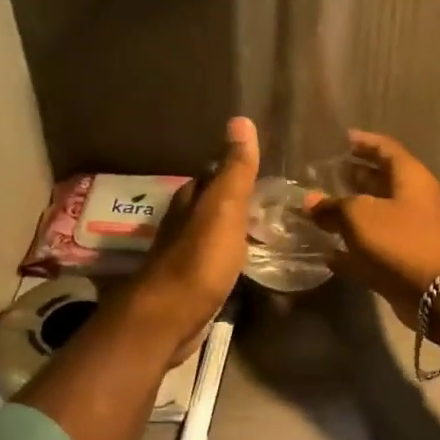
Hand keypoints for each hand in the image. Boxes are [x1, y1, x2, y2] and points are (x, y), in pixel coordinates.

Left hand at [130, 116, 259, 358]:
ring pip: (211, 236)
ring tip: (265, 231)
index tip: (261, 171)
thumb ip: (235, 171)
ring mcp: (184, 259)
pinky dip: (229, 260)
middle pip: (209, 207)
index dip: (232, 171)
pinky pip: (214, 264)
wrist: (168, 319)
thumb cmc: (198, 261)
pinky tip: (245, 265)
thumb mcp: (223, 209)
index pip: (210, 176)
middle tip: (271, 203)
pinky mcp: (190, 288)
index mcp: (189, 203)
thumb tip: (240, 120)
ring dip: (232, 232)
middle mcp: (182, 226)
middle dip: (234, 202)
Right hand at [305, 130, 439, 326]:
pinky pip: (371, 251)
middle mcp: (411, 201)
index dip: (363, 142)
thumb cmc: (403, 240)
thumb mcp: (361, 215)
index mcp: (409, 177)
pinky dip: (351, 251)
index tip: (341, 139)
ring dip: (347, 216)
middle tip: (321, 176)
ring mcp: (408, 234)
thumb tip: (310, 201)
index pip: (385, 149)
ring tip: (316, 212)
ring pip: (373, 219)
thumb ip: (333, 206)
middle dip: (352, 178)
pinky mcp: (401, 263)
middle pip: (379, 183)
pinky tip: (325, 252)